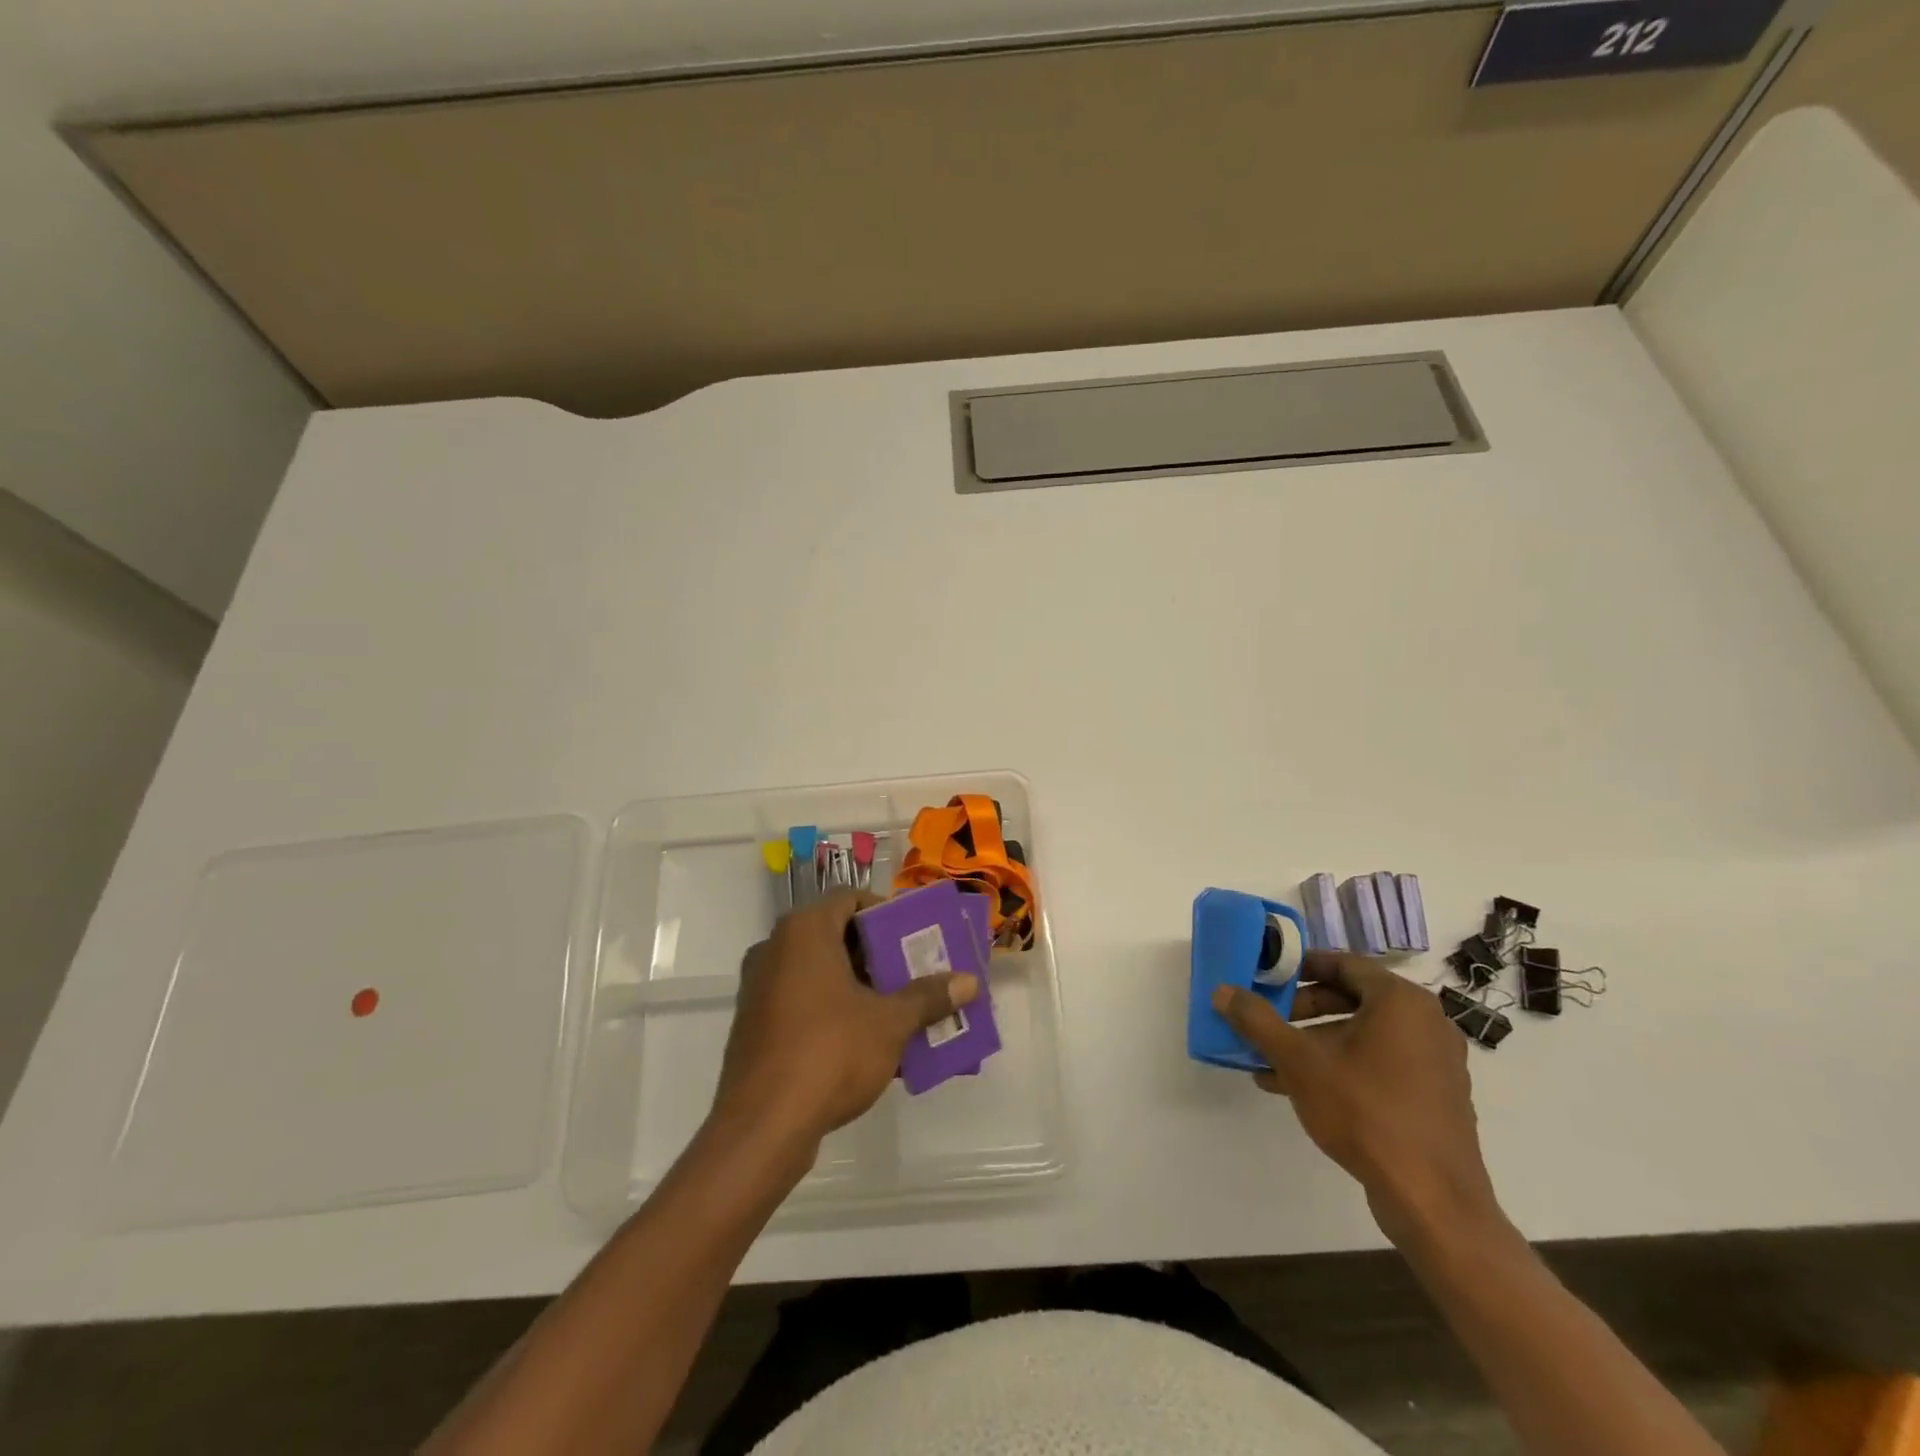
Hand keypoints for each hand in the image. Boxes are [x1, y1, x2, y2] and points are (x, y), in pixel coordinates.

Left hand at [712, 892, 978, 1151]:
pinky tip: (869, 1041)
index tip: (915, 937)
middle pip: (836, 935)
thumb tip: (969, 982)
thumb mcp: (890, 1023)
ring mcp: (760, 988)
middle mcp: (775, 948)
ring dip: (860, 986)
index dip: (886, 913)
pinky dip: (835, 1010)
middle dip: (879, 954)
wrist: (762, 1127)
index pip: (850, 898)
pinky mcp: (755, 1025)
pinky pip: (804, 1002)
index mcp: (804, 931)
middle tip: (916, 972)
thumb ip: (928, 997)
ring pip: (820, 972)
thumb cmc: (830, 1053)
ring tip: (900, 1007)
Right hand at [1212, 951, 1503, 1245]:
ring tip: (1273, 1060)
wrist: (1432, 1201)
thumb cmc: (1365, 1111)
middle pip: (1353, 998)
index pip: (1344, 963)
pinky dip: (1342, 1066)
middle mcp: (1426, 1023)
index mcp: (1401, 1001)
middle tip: (1268, 1021)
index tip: (1268, 976)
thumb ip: (1258, 1021)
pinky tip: (1300, 1089)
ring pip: (1363, 1036)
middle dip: (1303, 1009)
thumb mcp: (1299, 1061)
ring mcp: (1436, 1063)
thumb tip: (1223, 991)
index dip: (1301, 966)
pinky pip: (1380, 1064)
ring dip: (1316, 1042)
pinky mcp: (1434, 1098)